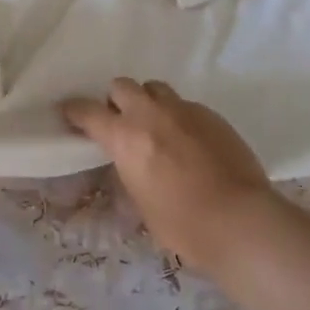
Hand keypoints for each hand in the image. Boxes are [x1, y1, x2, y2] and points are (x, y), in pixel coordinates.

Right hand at [60, 78, 277, 272]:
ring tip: (156, 126)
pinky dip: (179, 117)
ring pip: (156, 88)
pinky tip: (189, 142)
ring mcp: (184, 110)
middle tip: (122, 121)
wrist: (238, 219)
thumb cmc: (181, 223)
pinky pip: (186, 105)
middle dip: (117, 100)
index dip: (75, 110)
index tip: (70, 112)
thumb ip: (129, 171)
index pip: (88, 111)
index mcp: (124, 137)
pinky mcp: (211, 115)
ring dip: (149, 102)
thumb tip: (129, 163)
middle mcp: (150, 114)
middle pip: (122, 86)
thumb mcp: (140, 202)